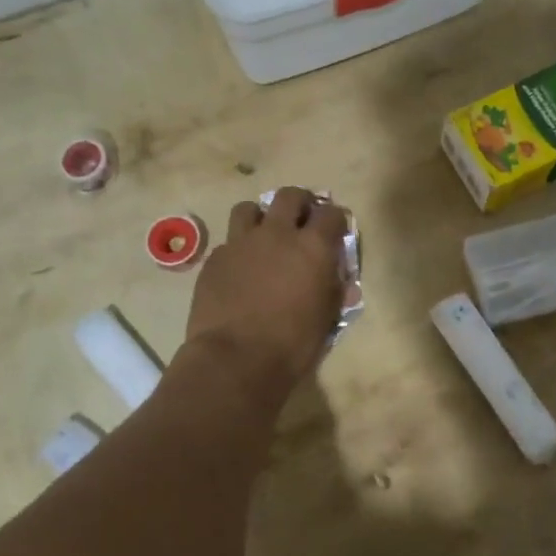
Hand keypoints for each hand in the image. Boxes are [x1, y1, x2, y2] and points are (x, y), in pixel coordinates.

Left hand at [184, 187, 348, 403]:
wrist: (236, 360)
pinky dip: (237, 250)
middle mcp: (277, 234)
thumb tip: (340, 281)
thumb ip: (334, 291)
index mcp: (312, 247)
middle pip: (289, 196)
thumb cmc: (292, 345)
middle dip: (299, 203)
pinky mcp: (214, 259)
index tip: (335, 229)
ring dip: (260, 217)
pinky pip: (228, 242)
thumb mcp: (326, 319)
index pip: (331, 214)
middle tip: (301, 219)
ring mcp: (241, 243)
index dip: (335, 219)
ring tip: (263, 236)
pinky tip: (239, 270)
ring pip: (249, 209)